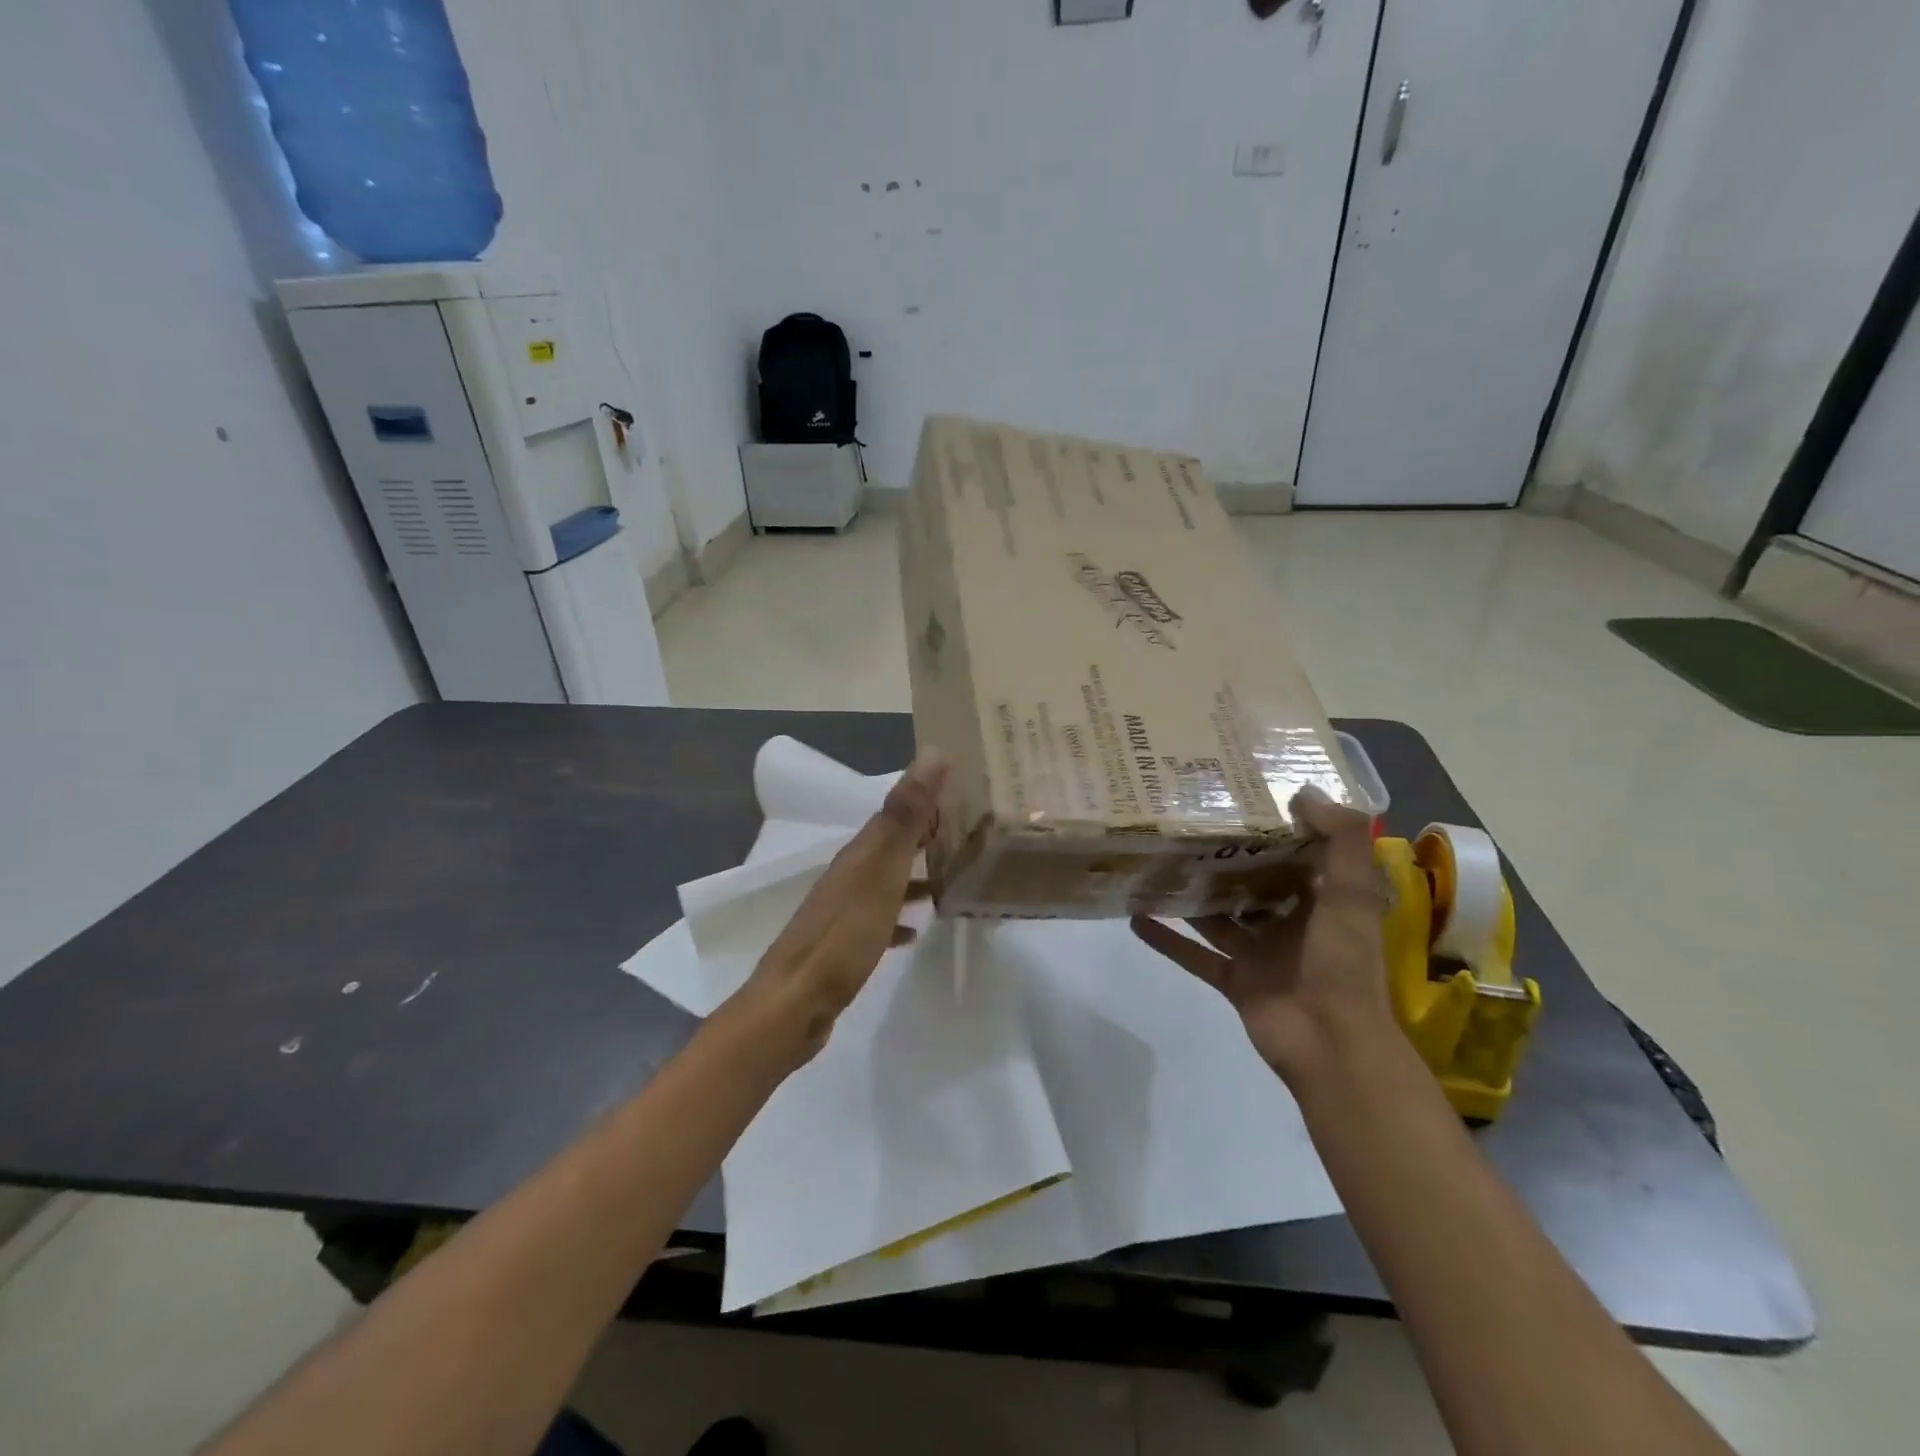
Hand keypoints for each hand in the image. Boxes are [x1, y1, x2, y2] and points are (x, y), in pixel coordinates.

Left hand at [728, 750, 948, 1065]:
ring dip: (916, 876)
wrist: (795, 1005)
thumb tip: (934, 752)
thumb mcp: (881, 871)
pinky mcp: (843, 945)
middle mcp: (849, 875)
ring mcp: (843, 911)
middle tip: (969, 836)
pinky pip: (879, 919)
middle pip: (892, 846)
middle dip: (926, 837)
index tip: (964, 793)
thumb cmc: (843, 936)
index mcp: (859, 854)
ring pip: (887, 881)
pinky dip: (900, 916)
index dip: (927, 800)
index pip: (896, 812)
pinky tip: (916, 931)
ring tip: (952, 880)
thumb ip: (906, 815)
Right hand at [1131, 788, 1394, 1085]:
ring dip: (1191, 895)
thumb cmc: (1344, 963)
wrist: (1332, 1046)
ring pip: (1218, 916)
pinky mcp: (1233, 979)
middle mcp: (1290, 923)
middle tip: (1185, 823)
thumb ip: (1341, 841)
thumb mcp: (1352, 893)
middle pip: (1251, 883)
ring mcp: (1259, 953)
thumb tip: (1305, 791)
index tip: (1241, 796)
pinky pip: (1194, 954)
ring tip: (1155, 861)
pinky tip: (1135, 916)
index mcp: (1323, 902)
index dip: (1274, 827)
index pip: (1297, 855)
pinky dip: (1167, 938)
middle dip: (1223, 858)